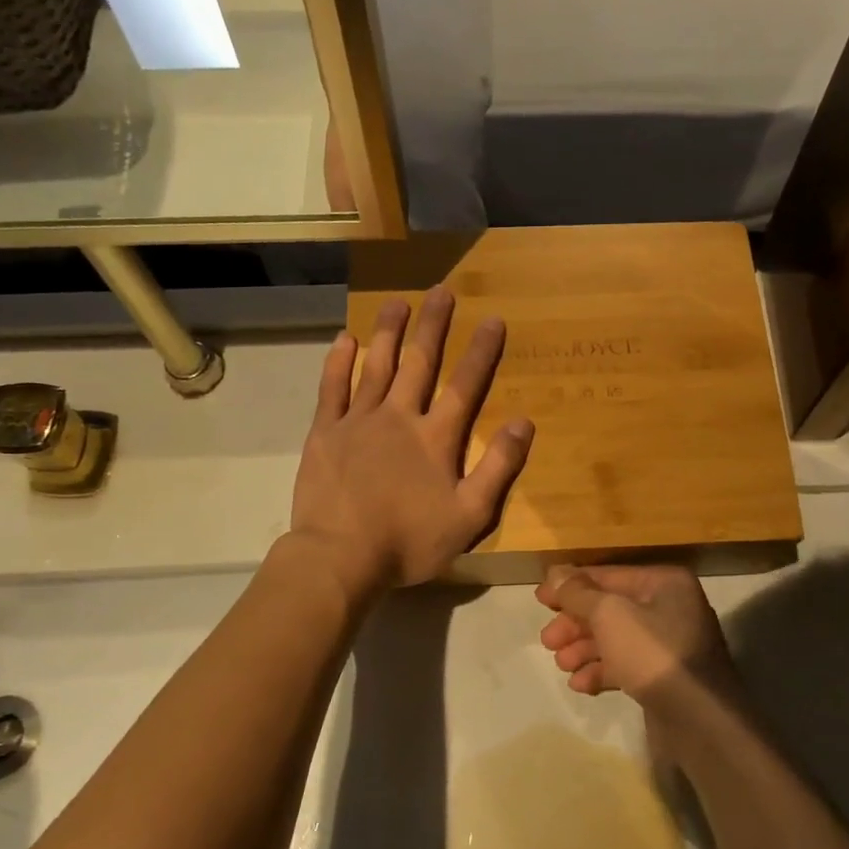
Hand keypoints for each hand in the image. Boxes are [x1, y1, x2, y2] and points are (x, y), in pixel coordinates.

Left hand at [291, 287, 533, 593]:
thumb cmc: (409, 542)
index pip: (465, 386)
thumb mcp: (470, 515)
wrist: (341, 557)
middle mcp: (399, 417)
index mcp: (436, 438)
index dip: (481, 351)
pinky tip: (346, 339)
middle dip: (433, 325)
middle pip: (420, 363)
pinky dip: (339, 362)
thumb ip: (498, 468)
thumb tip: (523, 422)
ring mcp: (358, 421)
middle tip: (442, 290)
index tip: (492, 319)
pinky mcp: (324, 433)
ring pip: (376, 366)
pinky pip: (332, 388)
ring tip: (397, 301)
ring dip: (389, 332)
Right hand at [535, 565, 744, 723]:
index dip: (571, 585)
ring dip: (584, 649)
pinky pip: (627, 665)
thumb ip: (578, 593)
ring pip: (616, 639)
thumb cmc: (653, 654)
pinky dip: (602, 671)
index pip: (608, 575)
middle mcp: (670, 607)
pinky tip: (581, 685)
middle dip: (575, 624)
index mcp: (664, 583)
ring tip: (561, 664)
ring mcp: (670, 644)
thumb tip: (555, 573)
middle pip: (610, 608)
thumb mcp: (609, 615)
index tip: (539, 599)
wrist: (699, 719)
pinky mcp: (665, 677)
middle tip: (547, 641)